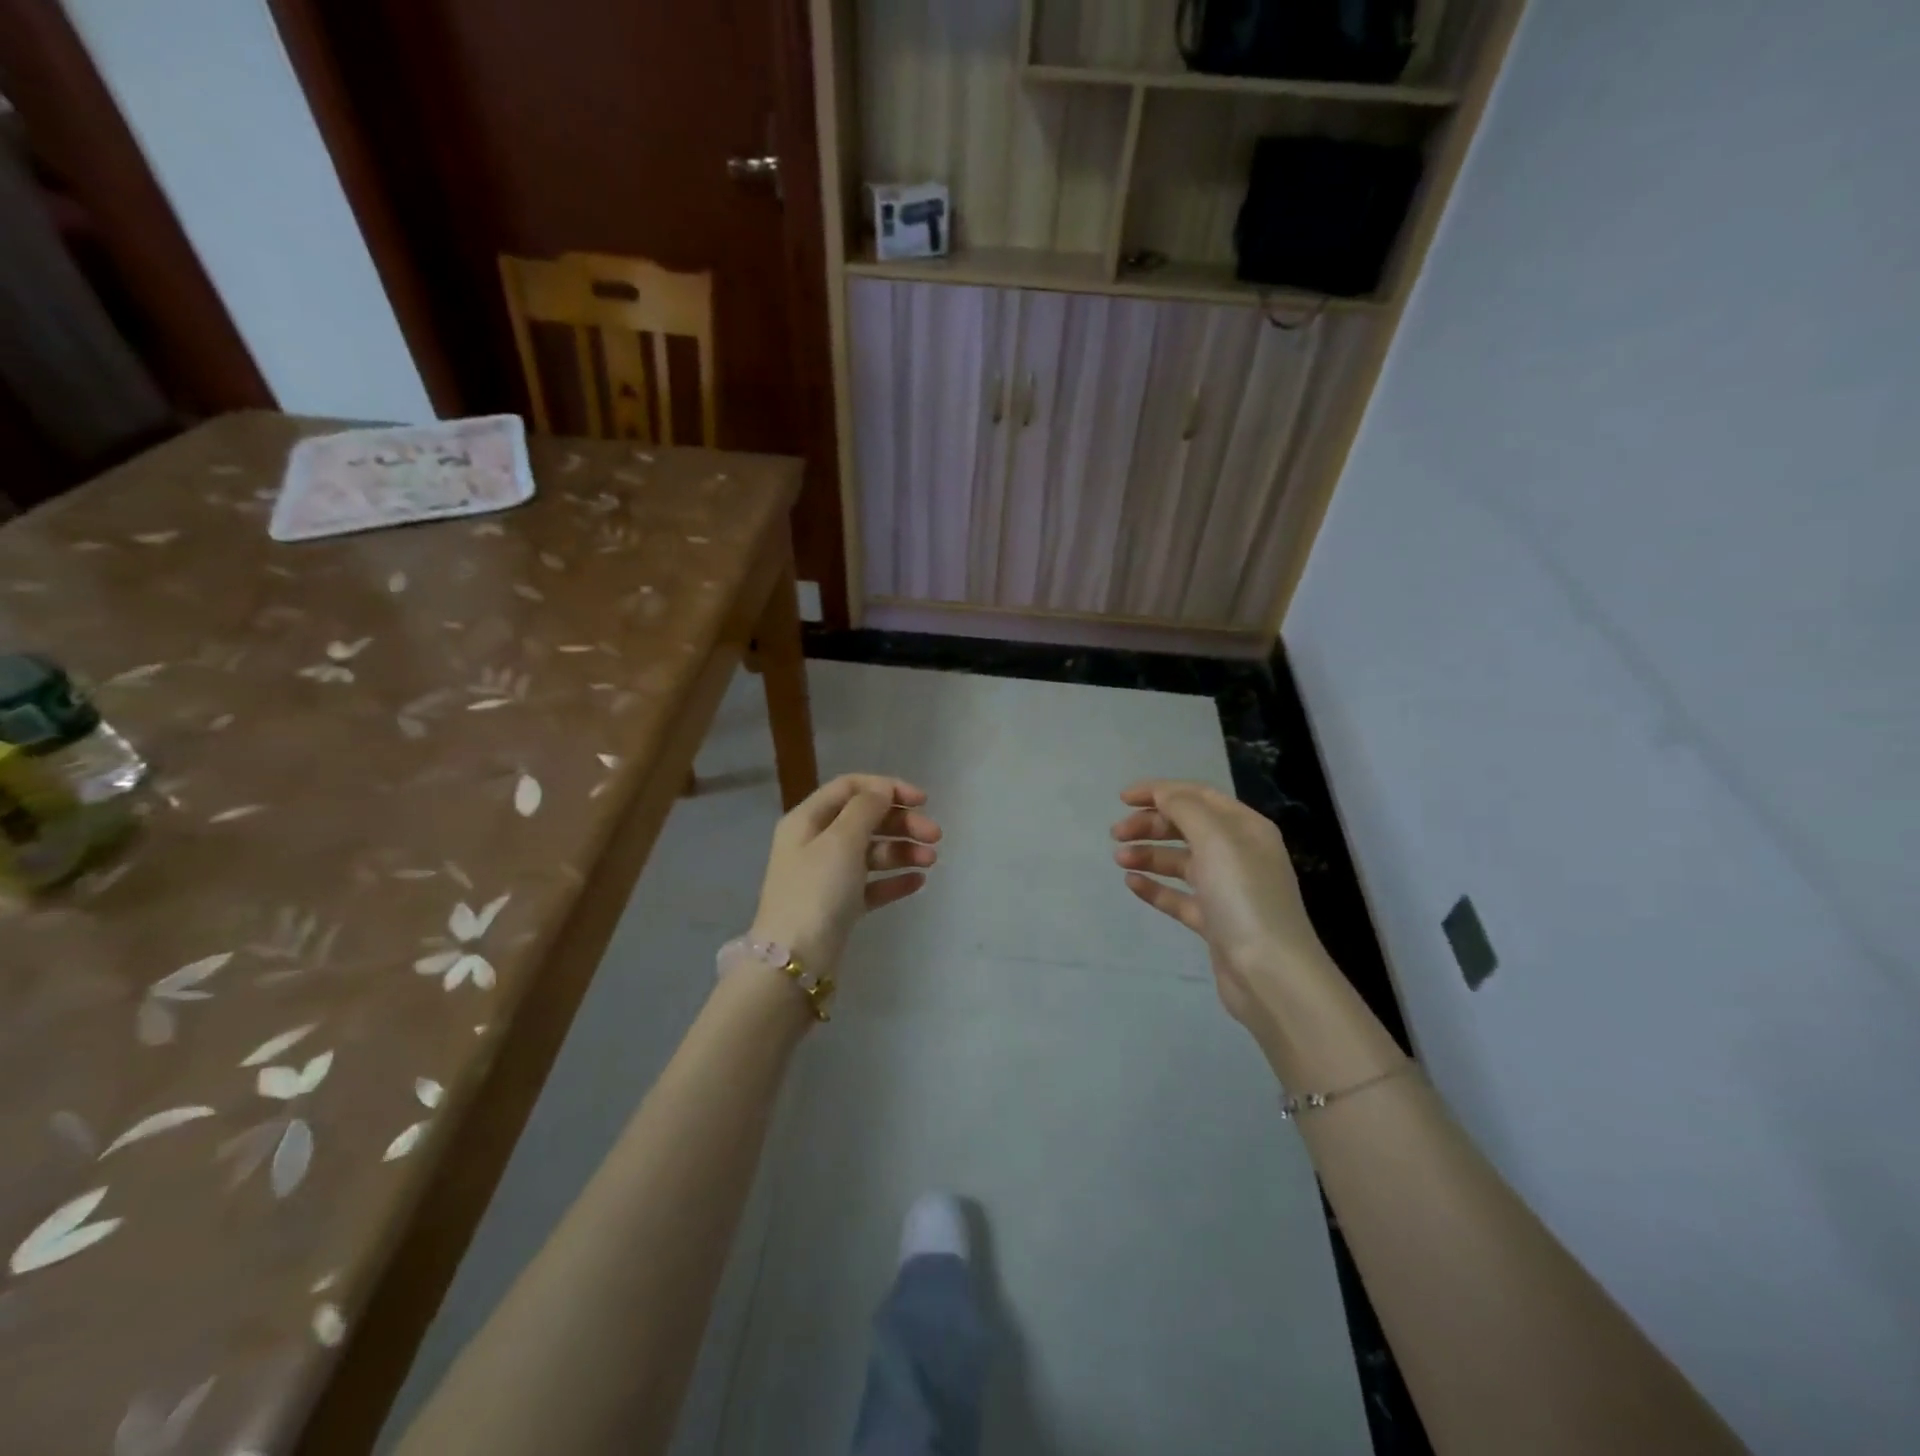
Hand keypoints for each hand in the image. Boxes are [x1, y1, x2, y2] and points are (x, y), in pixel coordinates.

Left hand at [751, 773, 940, 973]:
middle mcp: (815, 843)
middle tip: (935, 836)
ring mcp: (827, 876)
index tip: (922, 800)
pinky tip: (918, 882)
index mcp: (807, 820)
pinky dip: (894, 880)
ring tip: (931, 861)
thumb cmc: (817, 891)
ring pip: (871, 852)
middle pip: (865, 819)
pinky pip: (872, 884)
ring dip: (903, 851)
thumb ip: (865, 809)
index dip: (887, 788)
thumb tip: (882, 790)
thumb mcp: (841, 841)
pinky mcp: (839, 906)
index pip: (850, 788)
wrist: (794, 962)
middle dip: (901, 823)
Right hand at [1111, 780, 1333, 1030]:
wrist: (1269, 973)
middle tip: (1116, 833)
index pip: (1198, 796)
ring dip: (1149, 854)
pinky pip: (1179, 896)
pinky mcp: (1215, 922)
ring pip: (1180, 862)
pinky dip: (1155, 887)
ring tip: (1119, 859)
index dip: (1160, 791)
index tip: (1122, 798)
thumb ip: (1184, 808)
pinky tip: (1132, 884)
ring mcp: (1227, 890)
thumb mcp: (1215, 839)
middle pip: (1187, 827)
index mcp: (1245, 827)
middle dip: (1150, 824)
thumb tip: (1162, 793)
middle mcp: (1239, 853)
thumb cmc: (1243, 896)